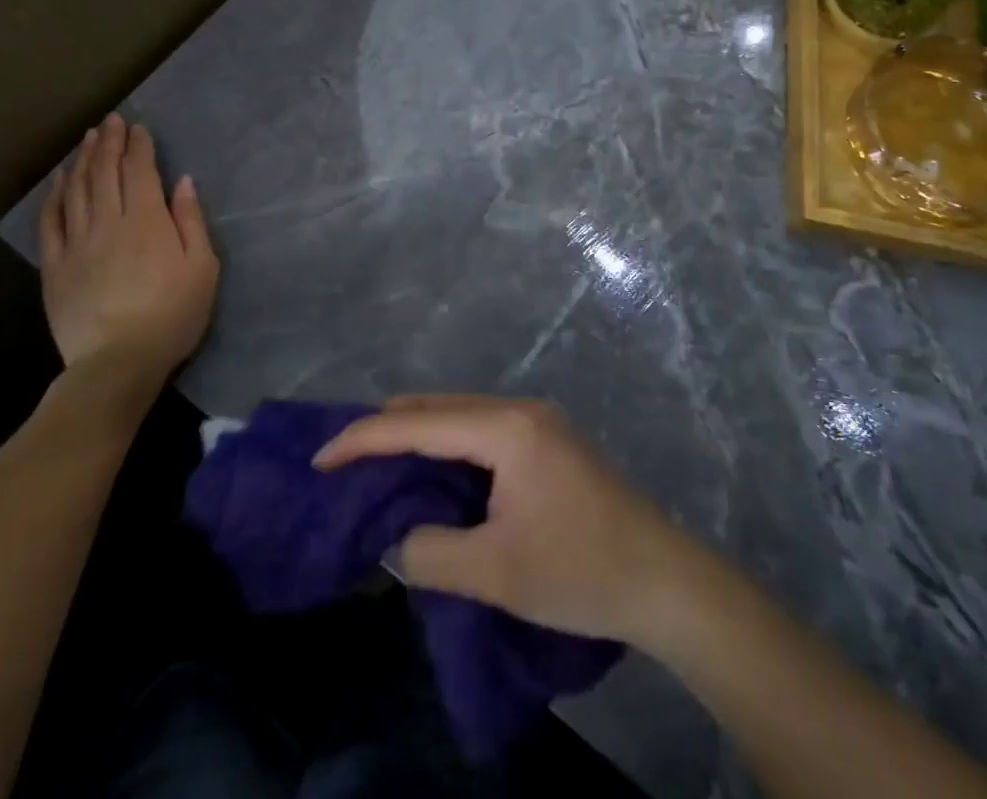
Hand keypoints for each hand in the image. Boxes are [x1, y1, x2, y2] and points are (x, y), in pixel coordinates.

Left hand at [39, 115, 217, 379]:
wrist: (118, 361)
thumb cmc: (172, 314)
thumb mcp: (202, 267)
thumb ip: (191, 221)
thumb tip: (183, 182)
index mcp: (147, 220)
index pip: (140, 170)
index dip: (139, 145)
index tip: (139, 127)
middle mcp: (108, 221)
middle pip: (106, 172)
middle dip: (109, 142)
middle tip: (111, 121)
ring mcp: (77, 242)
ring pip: (77, 189)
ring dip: (83, 160)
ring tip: (87, 139)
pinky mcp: (55, 266)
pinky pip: (52, 221)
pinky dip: (55, 195)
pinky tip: (60, 180)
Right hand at [315, 395, 693, 646]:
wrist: (666, 580)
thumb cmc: (580, 571)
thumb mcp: (496, 573)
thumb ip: (431, 552)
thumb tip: (397, 539)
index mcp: (505, 428)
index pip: (417, 423)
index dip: (363, 439)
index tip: (320, 460)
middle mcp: (519, 409)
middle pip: (435, 407)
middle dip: (386, 430)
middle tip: (345, 464)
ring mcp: (537, 421)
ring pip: (458, 415)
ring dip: (417, 437)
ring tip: (379, 469)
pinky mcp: (548, 440)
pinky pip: (480, 430)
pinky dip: (447, 447)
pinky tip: (434, 474)